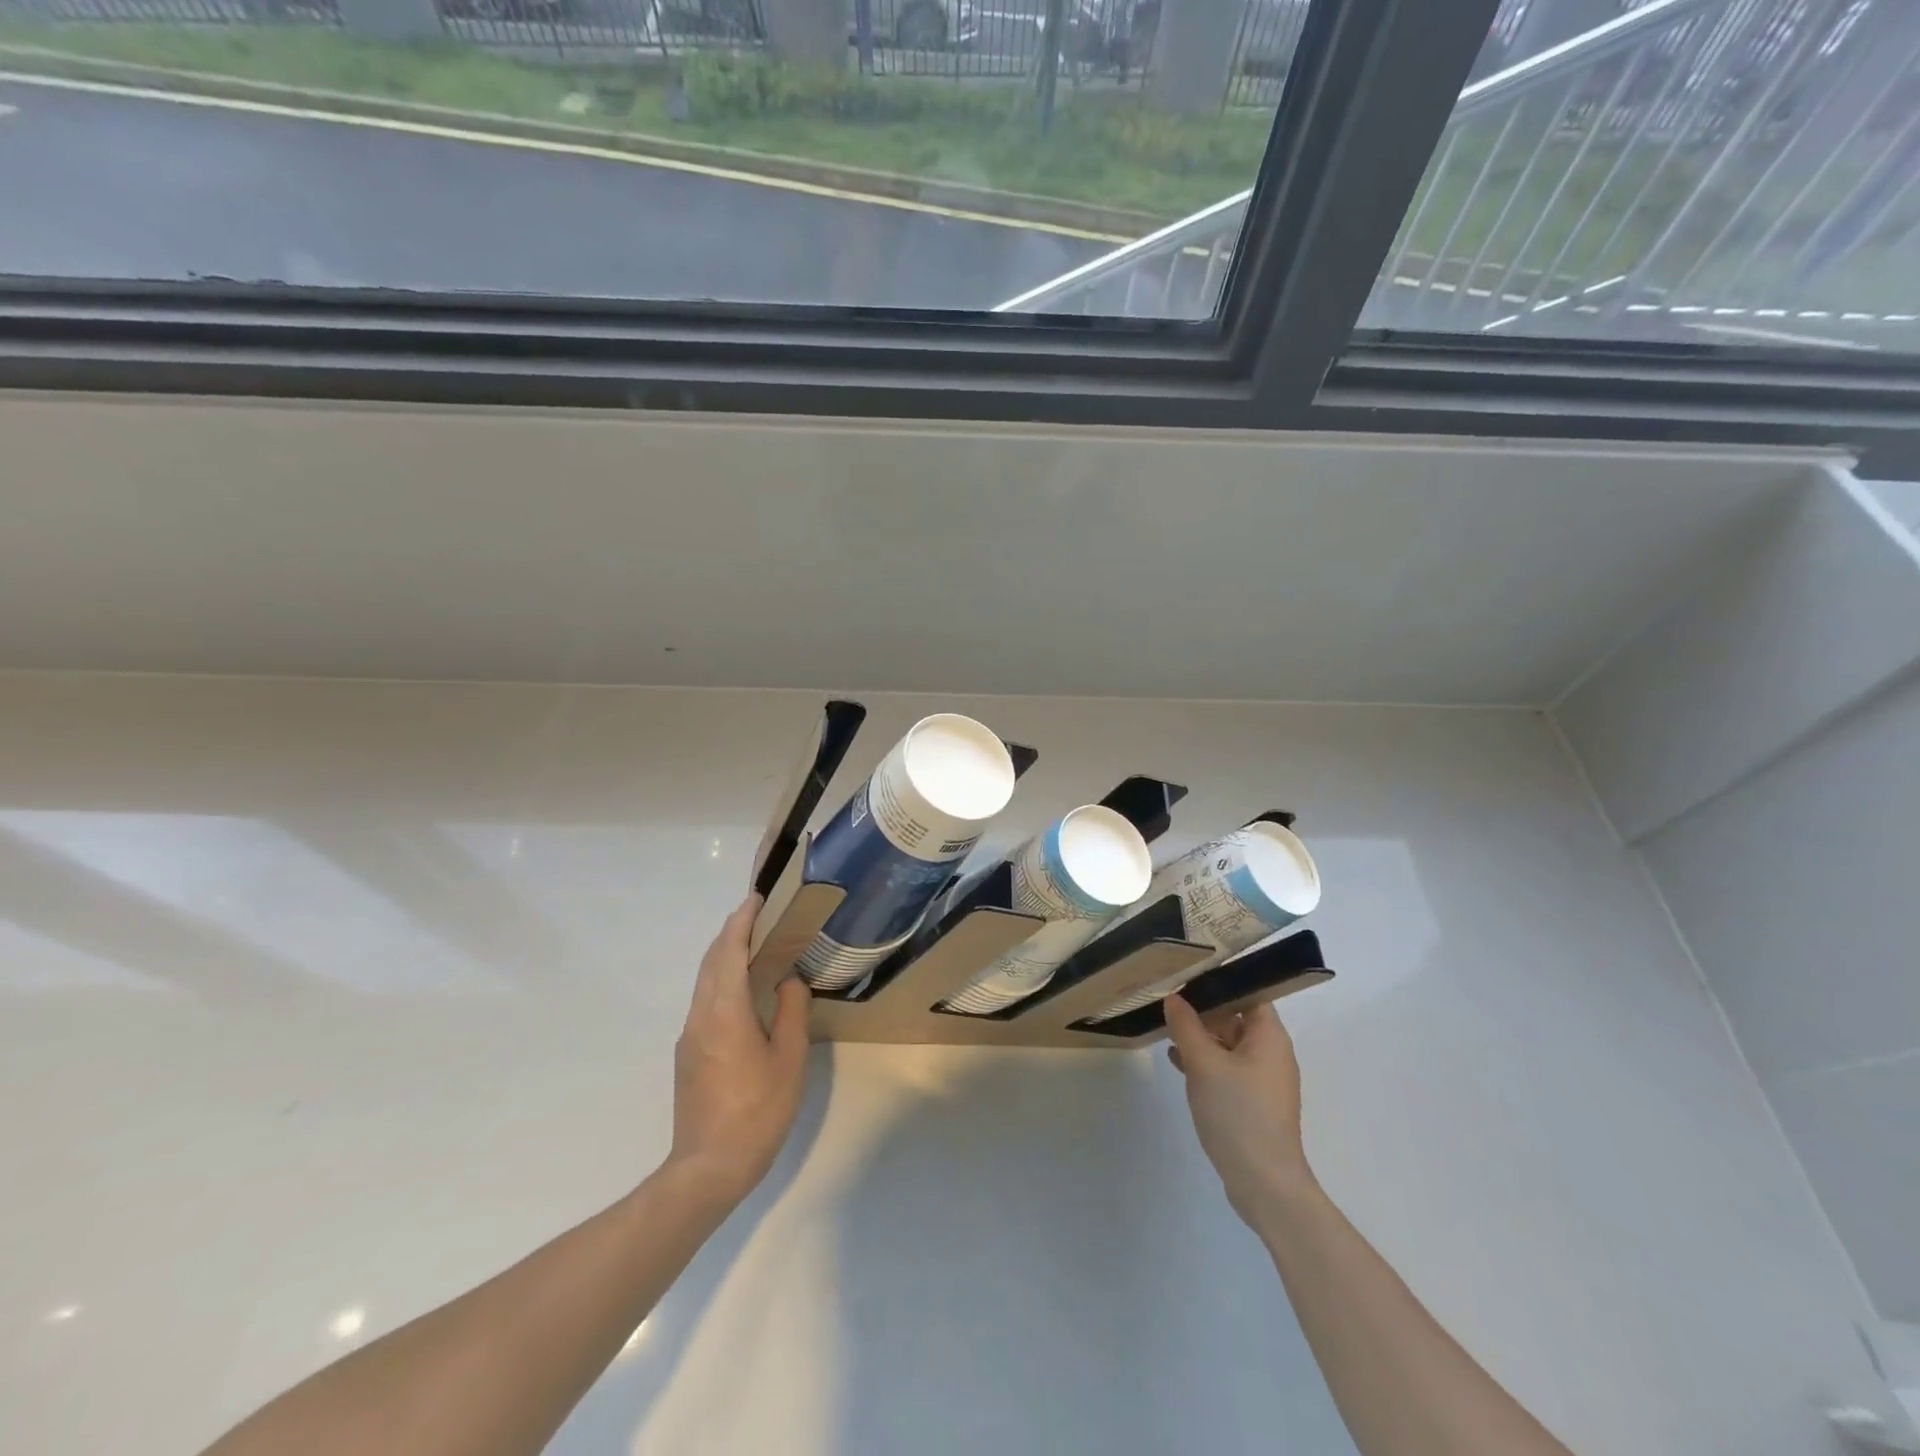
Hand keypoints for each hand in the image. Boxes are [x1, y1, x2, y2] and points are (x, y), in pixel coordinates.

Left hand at [668, 896, 811, 1206]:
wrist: (707, 1168)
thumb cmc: (757, 1111)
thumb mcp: (789, 1060)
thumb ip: (791, 1012)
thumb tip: (788, 981)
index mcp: (725, 1011)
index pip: (729, 951)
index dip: (741, 921)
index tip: (756, 898)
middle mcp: (701, 1016)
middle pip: (711, 961)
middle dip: (731, 932)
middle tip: (758, 915)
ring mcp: (690, 1036)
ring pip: (704, 982)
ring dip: (725, 956)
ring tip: (754, 946)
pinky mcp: (688, 1055)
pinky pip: (705, 1001)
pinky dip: (722, 980)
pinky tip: (742, 991)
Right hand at [1164, 995, 1313, 1223]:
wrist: (1264, 1183)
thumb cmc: (1237, 1112)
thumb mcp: (1203, 1063)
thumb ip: (1185, 1026)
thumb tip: (1174, 998)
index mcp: (1269, 1036)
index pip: (1249, 993)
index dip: (1220, 982)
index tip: (1188, 976)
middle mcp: (1272, 1053)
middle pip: (1237, 1018)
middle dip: (1204, 1010)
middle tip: (1169, 1003)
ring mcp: (1264, 1080)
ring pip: (1230, 1045)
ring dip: (1201, 1037)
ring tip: (1167, 1030)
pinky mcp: (1254, 1102)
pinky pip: (1228, 1069)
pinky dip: (1206, 1062)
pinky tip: (1177, 1062)